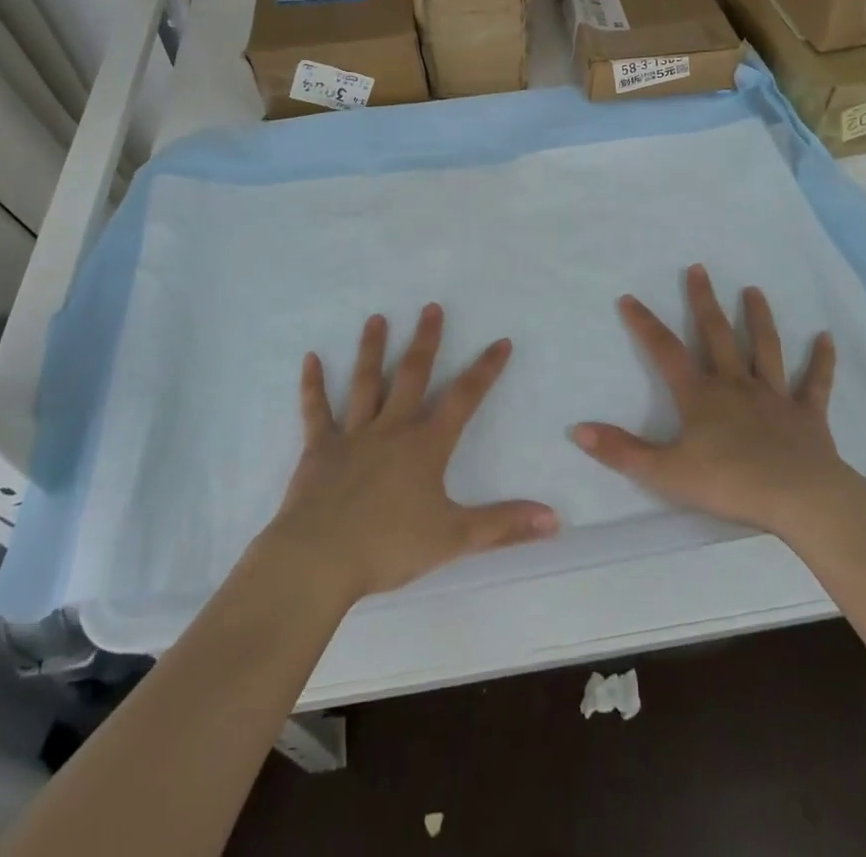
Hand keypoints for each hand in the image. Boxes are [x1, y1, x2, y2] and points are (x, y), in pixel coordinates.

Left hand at [264, 304, 558, 603]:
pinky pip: (316, 410)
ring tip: (376, 318)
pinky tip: (310, 358)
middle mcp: (391, 428)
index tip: (501, 341)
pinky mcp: (319, 448)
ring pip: (366, 382)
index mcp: (426, 445)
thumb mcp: (455, 538)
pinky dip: (312, 384)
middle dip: (426, 340)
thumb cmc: (389, 546)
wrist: (320, 559)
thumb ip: (504, 525)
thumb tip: (555, 518)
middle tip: (431, 307)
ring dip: (372, 349)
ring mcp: (352, 434)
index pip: (464, 398)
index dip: (485, 369)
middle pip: (412, 375)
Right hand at [572, 264, 854, 541]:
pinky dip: (822, 361)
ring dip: (758, 318)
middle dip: (704, 301)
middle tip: (699, 268)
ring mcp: (774, 397)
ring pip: (765, 349)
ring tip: (754, 290)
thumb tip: (577, 430)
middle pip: (717, 335)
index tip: (629, 297)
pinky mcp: (807, 415)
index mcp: (701, 395)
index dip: (645, 324)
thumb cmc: (729, 483)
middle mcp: (736, 385)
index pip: (665, 351)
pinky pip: (815, 384)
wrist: (799, 499)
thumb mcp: (666, 472)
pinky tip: (826, 338)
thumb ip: (622, 451)